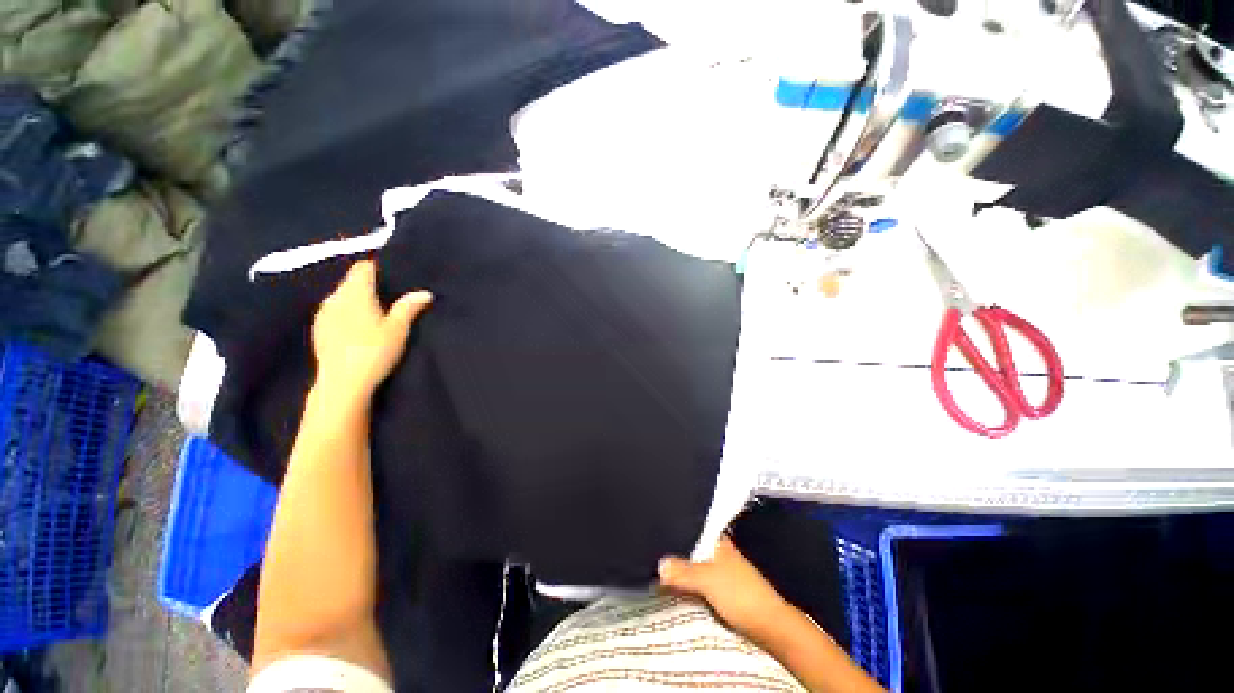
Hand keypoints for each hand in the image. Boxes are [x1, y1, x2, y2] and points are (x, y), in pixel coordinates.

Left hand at [311, 260, 431, 400]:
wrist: (342, 383)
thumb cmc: (373, 351)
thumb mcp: (398, 329)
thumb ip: (408, 307)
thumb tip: (424, 293)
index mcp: (355, 293)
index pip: (363, 268)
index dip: (377, 268)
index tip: (393, 277)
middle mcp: (335, 298)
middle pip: (351, 281)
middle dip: (368, 284)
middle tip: (390, 297)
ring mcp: (322, 314)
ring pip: (341, 296)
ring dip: (356, 299)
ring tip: (375, 313)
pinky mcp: (318, 330)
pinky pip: (334, 311)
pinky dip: (346, 312)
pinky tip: (357, 328)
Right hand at [658, 536, 793, 643]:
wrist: (770, 626)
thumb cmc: (740, 594)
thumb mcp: (708, 580)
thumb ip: (683, 571)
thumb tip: (658, 564)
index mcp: (717, 541)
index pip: (692, 528)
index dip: (675, 528)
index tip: (655, 528)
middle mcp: (718, 552)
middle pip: (690, 548)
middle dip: (673, 551)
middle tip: (650, 550)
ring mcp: (720, 571)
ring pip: (693, 566)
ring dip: (679, 570)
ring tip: (654, 567)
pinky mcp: (720, 590)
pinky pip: (696, 582)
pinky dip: (685, 583)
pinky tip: (672, 586)